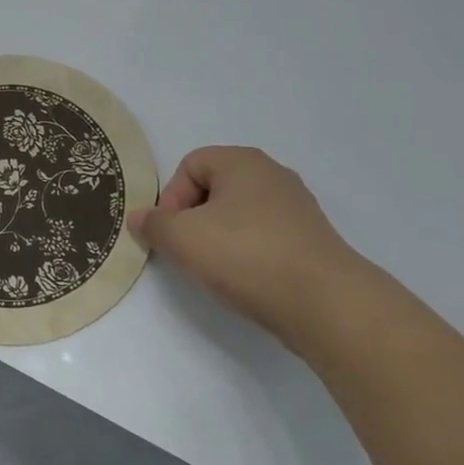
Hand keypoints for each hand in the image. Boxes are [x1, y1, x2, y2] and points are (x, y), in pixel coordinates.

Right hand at [128, 147, 365, 345]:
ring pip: (239, 215)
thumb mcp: (183, 239)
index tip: (173, 234)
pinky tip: (247, 279)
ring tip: (218, 270)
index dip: (172, 197)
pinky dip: (248, 254)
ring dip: (220, 238)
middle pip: (214, 189)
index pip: (190, 165)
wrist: (325, 302)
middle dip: (194, 219)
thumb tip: (138, 218)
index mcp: (243, 161)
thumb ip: (153, 225)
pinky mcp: (311, 239)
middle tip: (190, 252)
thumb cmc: (247, 256)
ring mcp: (296, 207)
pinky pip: (264, 237)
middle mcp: (272, 175)